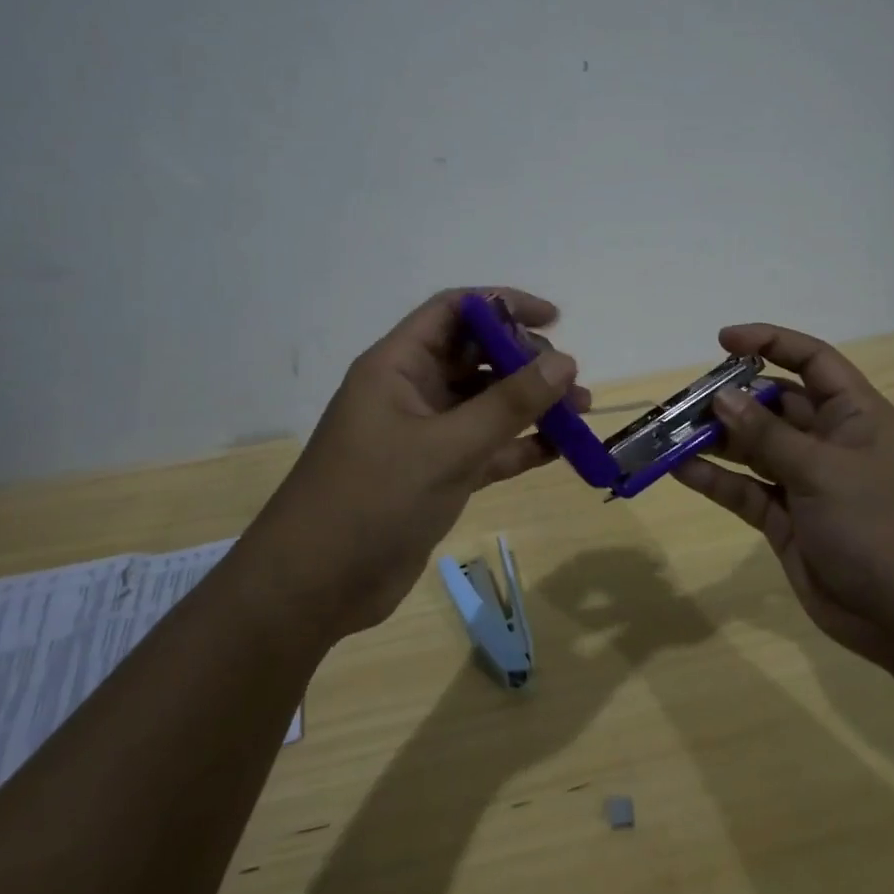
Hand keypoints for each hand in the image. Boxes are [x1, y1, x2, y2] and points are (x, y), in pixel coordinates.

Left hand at [255, 288, 587, 640]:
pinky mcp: (435, 474)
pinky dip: (519, 445)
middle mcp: (412, 391)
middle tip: (569, 382)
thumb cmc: (373, 498)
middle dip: (525, 362)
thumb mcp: (447, 447)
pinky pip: (486, 446)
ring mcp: (424, 434)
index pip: (455, 311)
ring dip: (530, 405)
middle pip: (476, 356)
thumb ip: (509, 403)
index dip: (503, 305)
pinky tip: (558, 450)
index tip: (552, 319)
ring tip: (580, 414)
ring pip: (486, 403)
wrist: (314, 587)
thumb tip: (565, 362)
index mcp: (399, 365)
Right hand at [673, 324, 893, 667]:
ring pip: (753, 447)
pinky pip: (745, 489)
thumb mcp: (823, 471)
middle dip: (731, 398)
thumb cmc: (880, 527)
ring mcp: (806, 482)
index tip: (723, 342)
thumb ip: (768, 435)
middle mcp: (829, 441)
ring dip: (716, 439)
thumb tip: (722, 398)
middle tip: (685, 400)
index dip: (770, 342)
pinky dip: (715, 479)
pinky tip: (679, 469)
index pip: (812, 360)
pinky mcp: (787, 520)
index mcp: (854, 415)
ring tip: (671, 433)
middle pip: (773, 404)